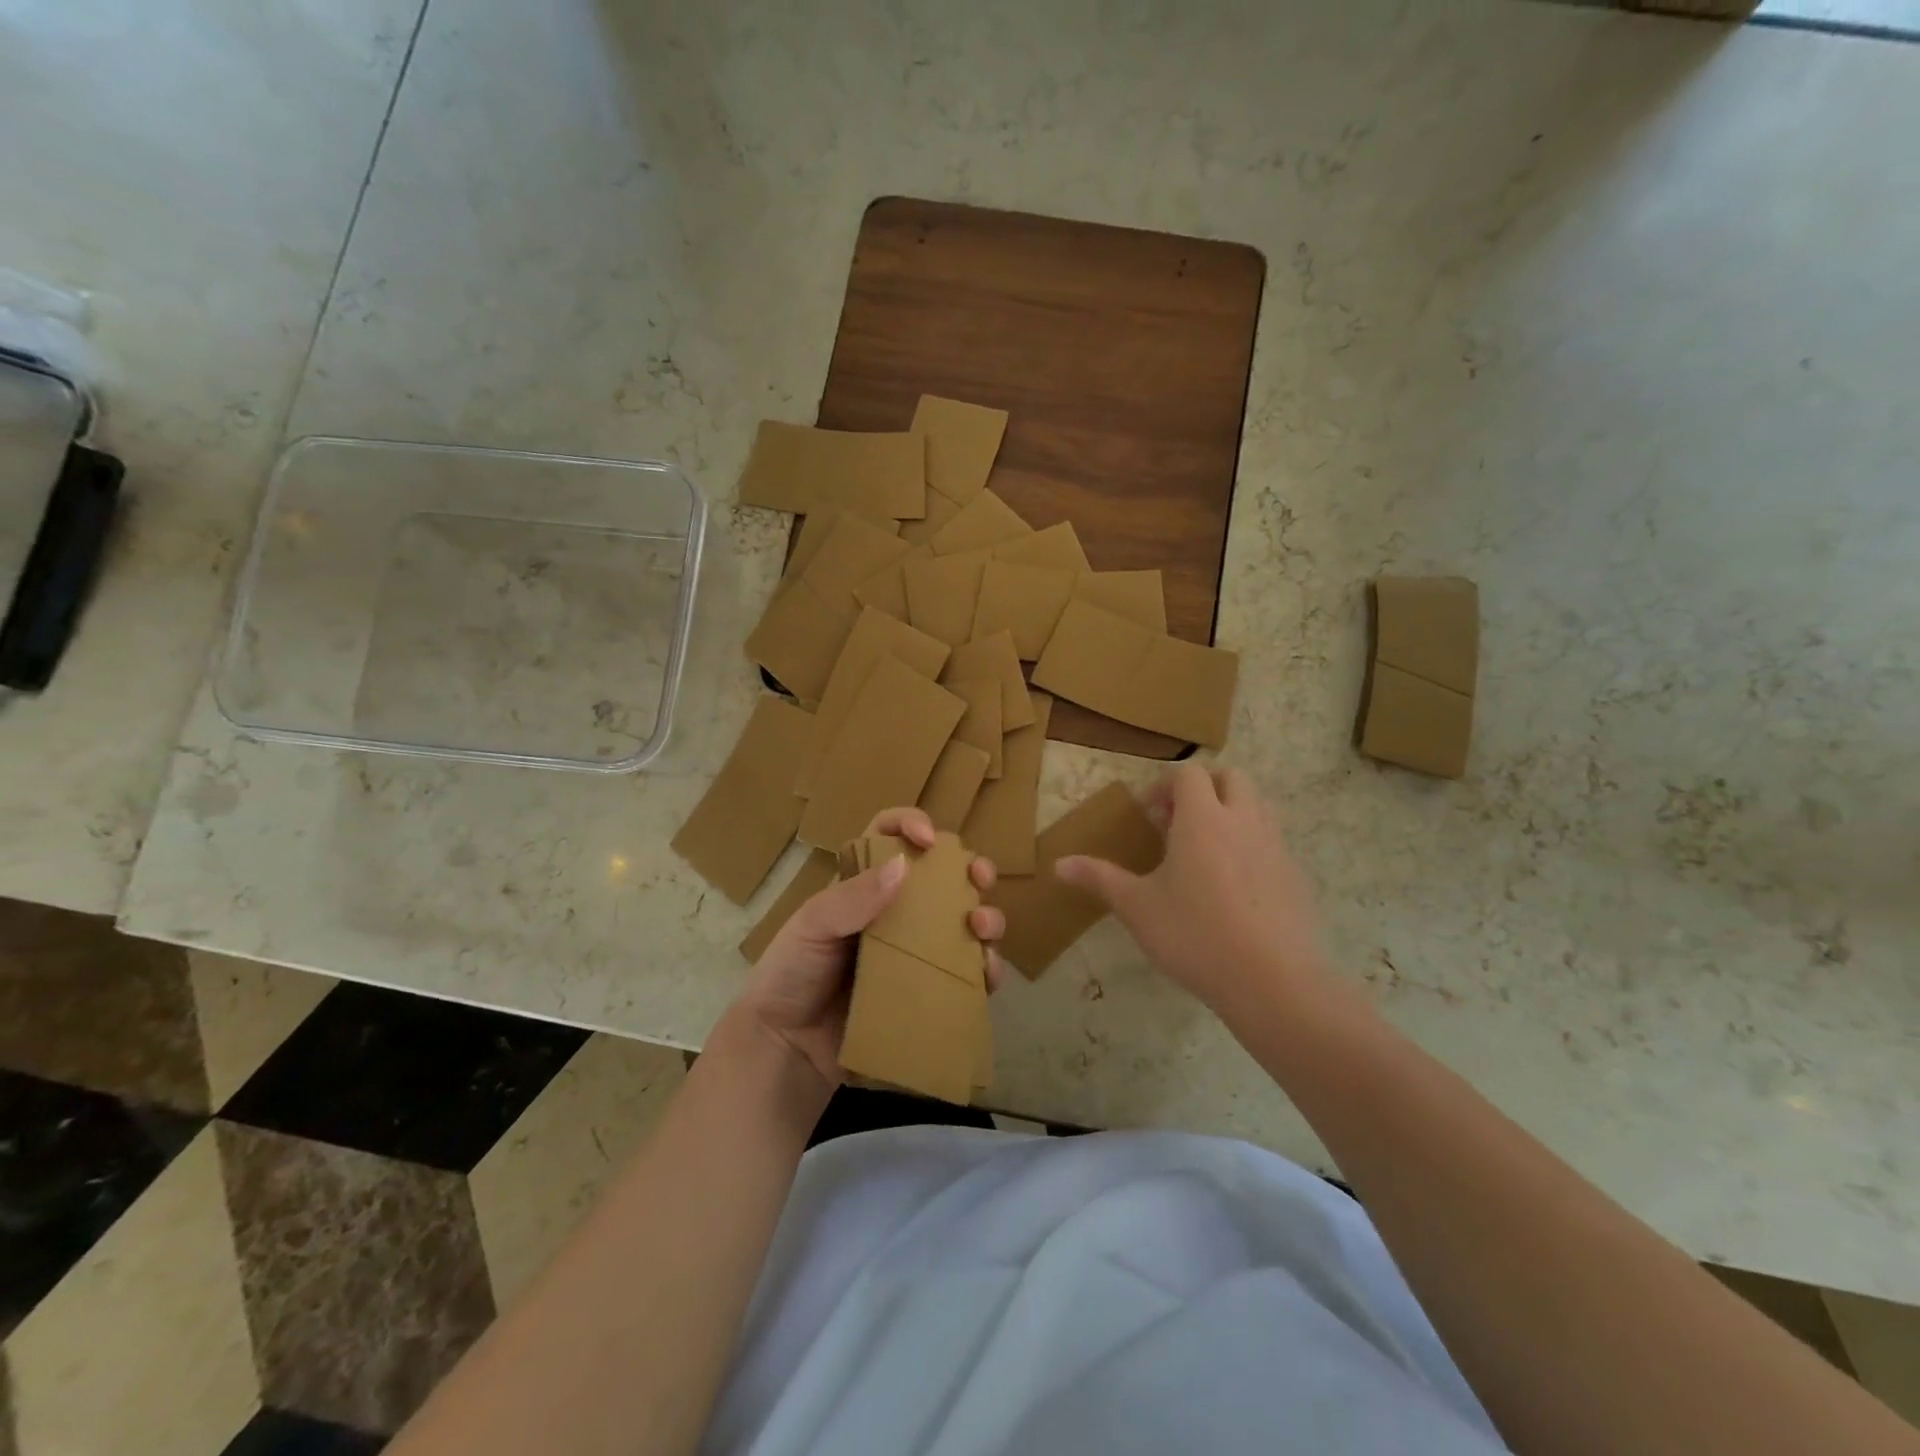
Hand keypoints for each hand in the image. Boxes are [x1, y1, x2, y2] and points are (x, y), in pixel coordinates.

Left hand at [730, 807, 1004, 1091]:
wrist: (784, 1050)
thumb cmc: (790, 975)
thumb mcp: (812, 927)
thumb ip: (852, 898)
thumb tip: (904, 865)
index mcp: (864, 886)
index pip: (889, 837)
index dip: (911, 825)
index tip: (929, 839)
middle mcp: (897, 913)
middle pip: (943, 878)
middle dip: (971, 869)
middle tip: (981, 878)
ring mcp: (916, 953)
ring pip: (964, 924)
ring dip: (985, 917)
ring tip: (981, 927)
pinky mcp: (927, 992)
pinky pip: (967, 976)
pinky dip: (986, 969)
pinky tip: (987, 972)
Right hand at [1055, 764, 1331, 1024]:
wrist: (1273, 981)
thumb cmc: (1194, 934)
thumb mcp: (1137, 907)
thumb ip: (1099, 878)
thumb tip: (1059, 864)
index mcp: (1203, 819)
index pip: (1190, 774)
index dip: (1165, 786)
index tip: (1149, 817)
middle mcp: (1244, 821)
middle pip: (1232, 777)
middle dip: (1205, 788)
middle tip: (1179, 824)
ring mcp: (1276, 847)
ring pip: (1259, 805)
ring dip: (1232, 811)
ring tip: (1206, 851)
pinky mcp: (1296, 876)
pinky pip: (1274, 842)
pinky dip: (1253, 845)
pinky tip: (1235, 888)